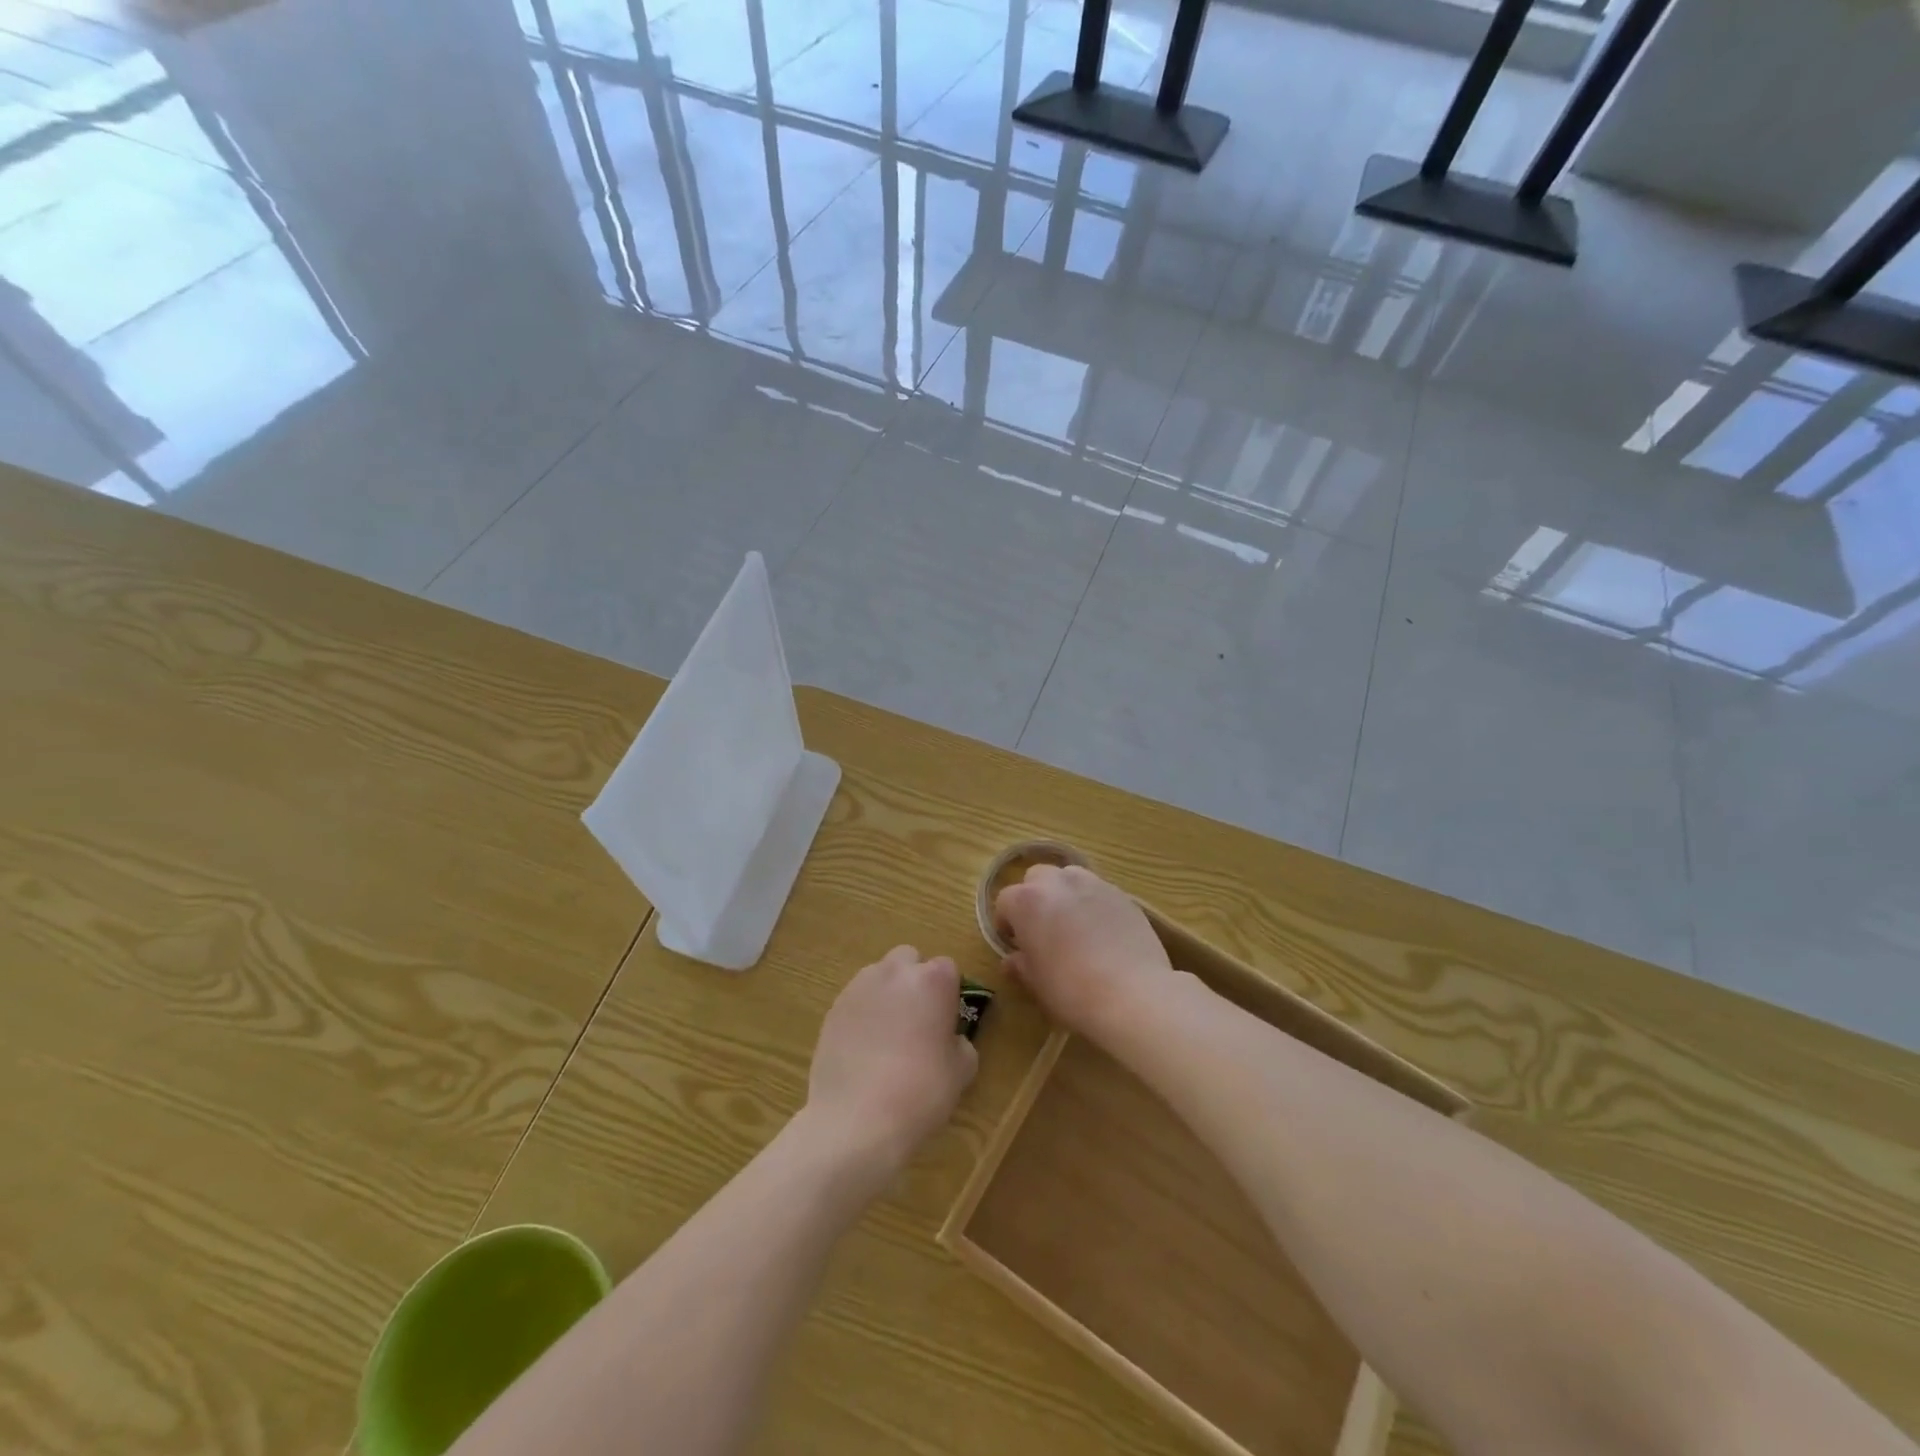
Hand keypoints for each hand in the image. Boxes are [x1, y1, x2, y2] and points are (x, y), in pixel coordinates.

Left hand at [803, 946, 977, 1187]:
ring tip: (886, 1035)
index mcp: (932, 980)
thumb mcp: (962, 1071)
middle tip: (917, 1019)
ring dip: (886, 994)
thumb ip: (960, 1043)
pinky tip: (863, 1049)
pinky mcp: (833, 1008)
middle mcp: (895, 972)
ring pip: (878, 976)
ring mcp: (859, 987)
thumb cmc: (921, 1092)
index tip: (946, 1021)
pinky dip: (862, 1014)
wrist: (857, 1120)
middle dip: (914, 980)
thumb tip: (949, 1039)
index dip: (948, 993)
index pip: (947, 968)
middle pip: (908, 960)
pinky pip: (855, 1000)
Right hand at [995, 865, 1171, 1041]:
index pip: (1005, 901)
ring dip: (1064, 894)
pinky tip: (1102, 932)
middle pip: (1036, 878)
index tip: (1014, 943)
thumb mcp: (1037, 983)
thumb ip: (1021, 965)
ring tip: (1073, 925)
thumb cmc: (1072, 990)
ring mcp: (1093, 883)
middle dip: (1034, 898)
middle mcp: (1057, 882)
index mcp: (1027, 901)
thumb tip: (1013, 960)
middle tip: (1042, 929)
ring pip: (1068, 877)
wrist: (1133, 993)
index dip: (1006, 922)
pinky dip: (1092, 903)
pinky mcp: (1122, 893)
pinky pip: (1097, 891)